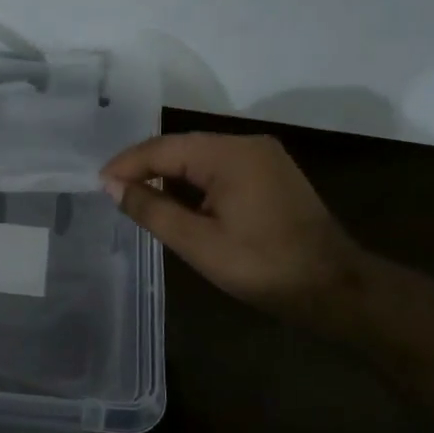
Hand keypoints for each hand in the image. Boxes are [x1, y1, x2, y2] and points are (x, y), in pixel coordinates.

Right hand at [101, 132, 361, 319]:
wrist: (335, 288)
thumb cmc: (263, 267)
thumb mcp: (199, 243)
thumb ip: (152, 210)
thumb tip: (113, 187)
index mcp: (229, 154)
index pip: (164, 148)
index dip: (127, 165)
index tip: (98, 183)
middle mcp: (246, 144)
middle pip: (182, 147)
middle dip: (146, 168)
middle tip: (114, 191)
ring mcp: (263, 157)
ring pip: (200, 158)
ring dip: (170, 176)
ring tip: (138, 198)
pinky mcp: (271, 174)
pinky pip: (220, 169)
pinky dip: (194, 183)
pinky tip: (178, 202)